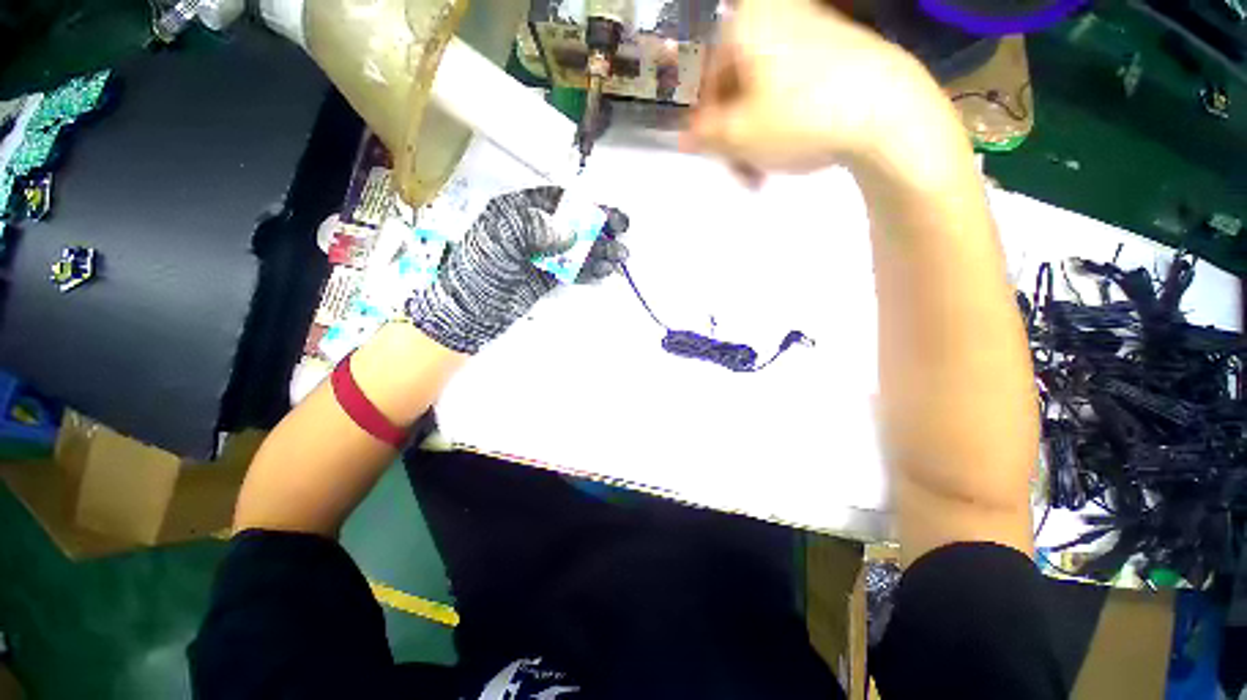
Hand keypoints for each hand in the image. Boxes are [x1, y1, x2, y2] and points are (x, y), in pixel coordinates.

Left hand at [406, 187, 627, 353]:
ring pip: (574, 249)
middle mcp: (531, 231)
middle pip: (571, 224)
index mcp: (517, 211)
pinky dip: (588, 271)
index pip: (558, 202)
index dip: (585, 206)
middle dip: (597, 230)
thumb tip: (571, 232)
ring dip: (598, 253)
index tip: (607, 215)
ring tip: (618, 259)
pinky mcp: (545, 278)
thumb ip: (537, 228)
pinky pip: (570, 270)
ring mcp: (540, 255)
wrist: (469, 310)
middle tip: (621, 235)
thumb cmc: (480, 268)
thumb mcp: (503, 238)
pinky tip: (602, 271)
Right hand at [683, 0, 947, 176]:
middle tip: (741, 170)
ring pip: (763, 90)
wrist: (891, 113)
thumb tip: (683, 137)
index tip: (710, 155)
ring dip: (756, 134)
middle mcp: (776, 16)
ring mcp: (810, 29)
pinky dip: (782, 118)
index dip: (702, 122)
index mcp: (745, 25)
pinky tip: (791, 147)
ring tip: (764, 170)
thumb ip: (703, 136)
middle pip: (735, 84)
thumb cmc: (799, 119)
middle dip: (733, 134)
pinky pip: (792, 86)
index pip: (703, 77)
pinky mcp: (837, 49)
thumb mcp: (738, 136)